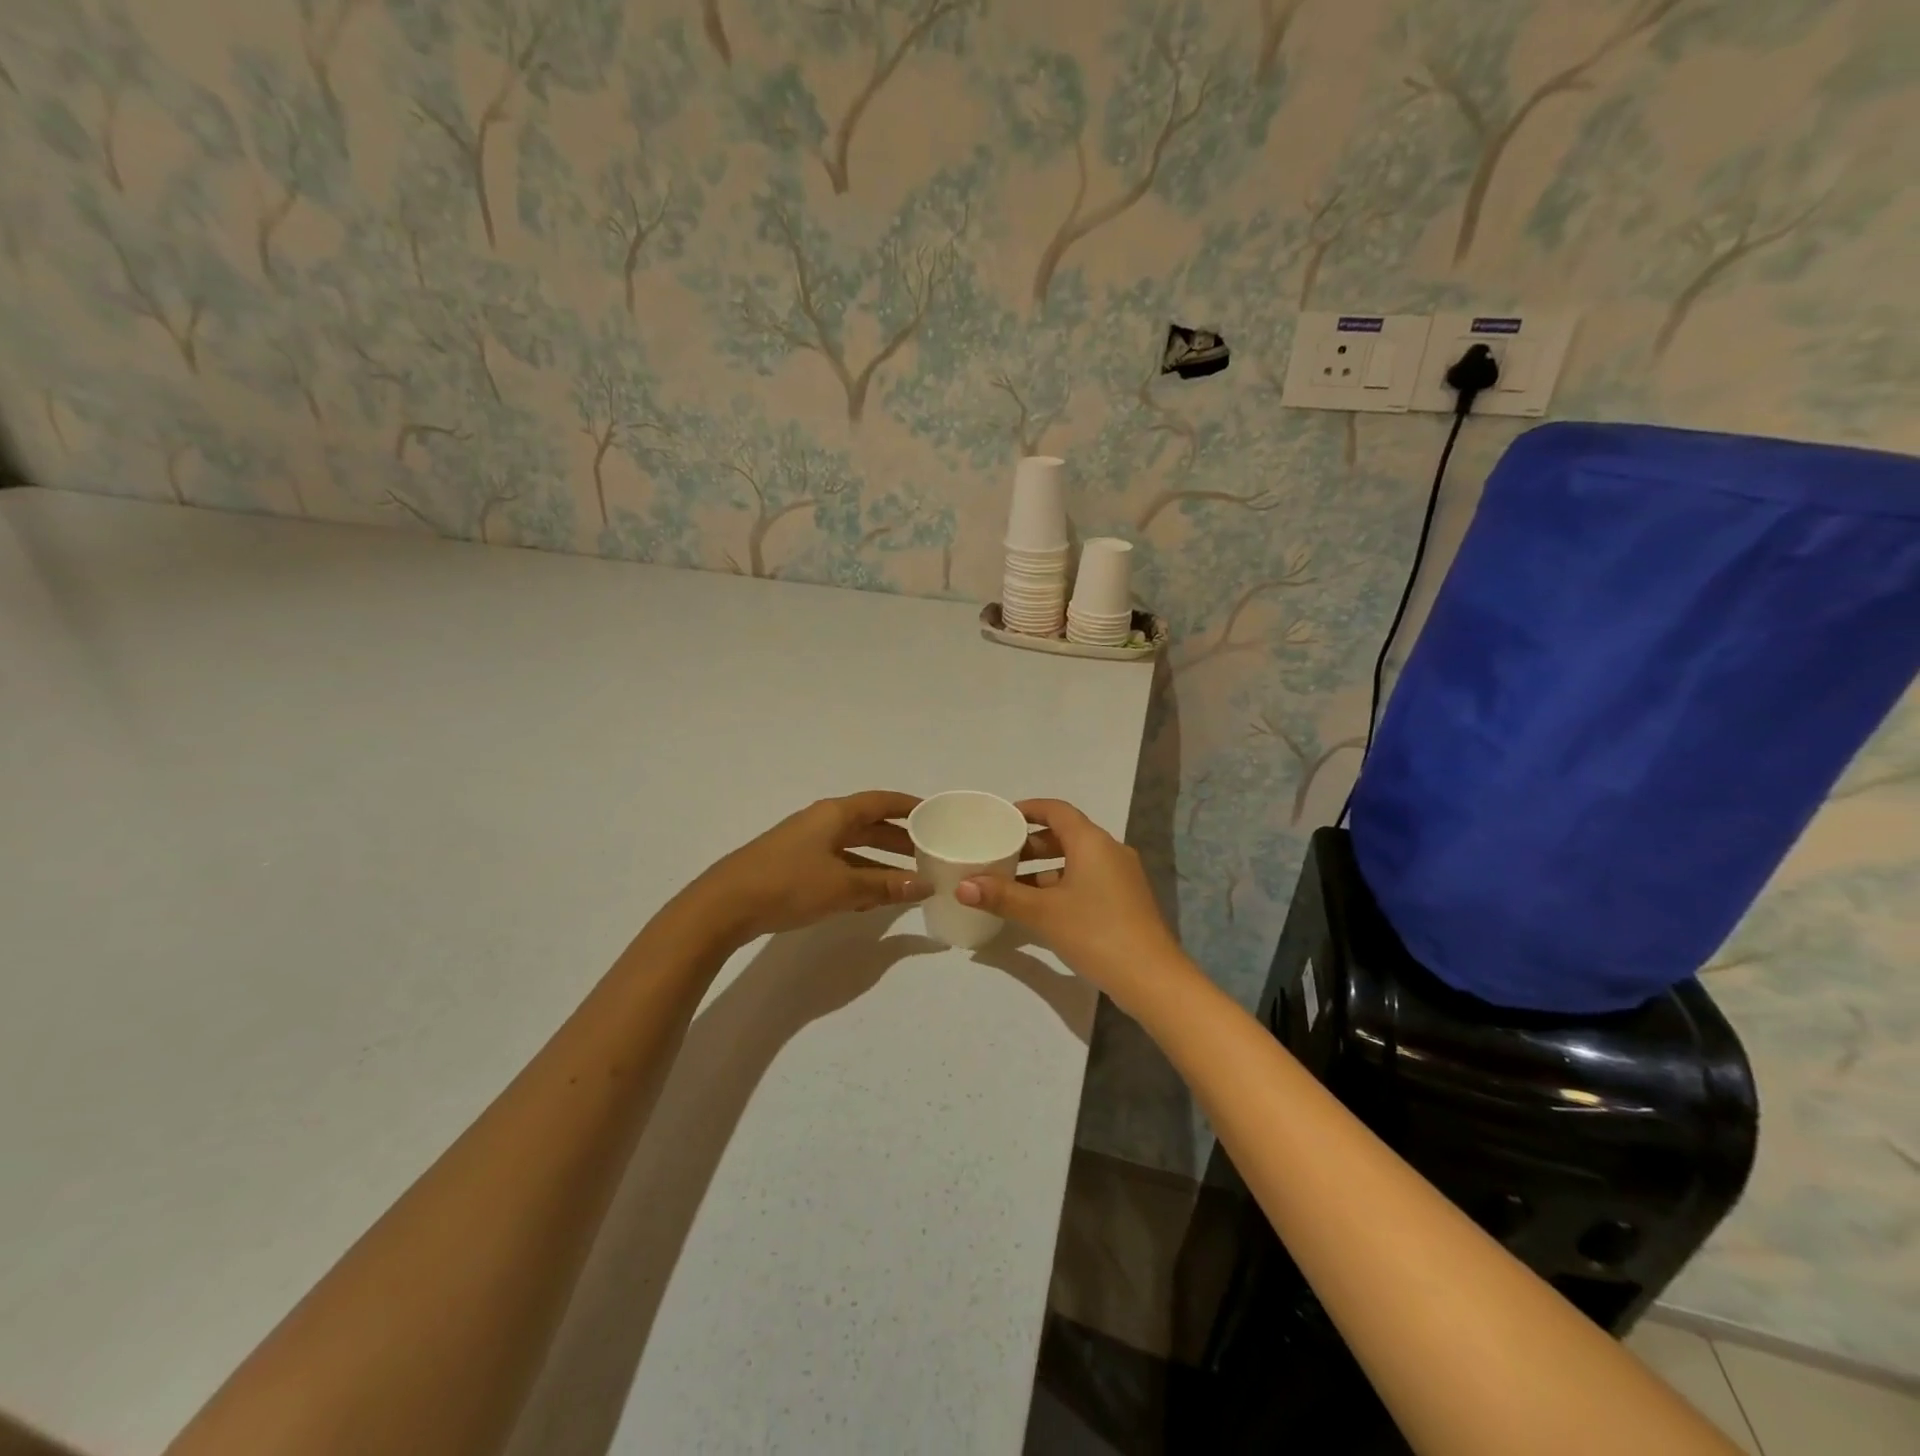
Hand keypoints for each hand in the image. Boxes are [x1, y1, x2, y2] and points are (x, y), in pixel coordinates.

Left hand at [688, 791, 931, 944]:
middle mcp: (822, 822)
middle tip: (930, 853)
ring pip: (854, 847)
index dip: (910, 807)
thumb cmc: (788, 885)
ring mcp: (806, 844)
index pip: (882, 802)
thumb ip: (886, 886)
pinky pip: (838, 865)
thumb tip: (926, 884)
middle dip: (900, 839)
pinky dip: (858, 876)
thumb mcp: (843, 886)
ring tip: (908, 880)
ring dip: (880, 862)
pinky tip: (871, 899)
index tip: (937, 815)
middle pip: (870, 825)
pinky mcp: (795, 866)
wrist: (724, 905)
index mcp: (835, 814)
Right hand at [956, 799, 1190, 1011]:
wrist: (1151, 977)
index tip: (1001, 817)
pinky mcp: (1125, 900)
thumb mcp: (1042, 913)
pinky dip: (1061, 883)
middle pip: (1066, 834)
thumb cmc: (1095, 932)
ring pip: (1076, 859)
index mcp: (1092, 842)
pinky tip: (1040, 906)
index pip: (1057, 810)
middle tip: (1000, 852)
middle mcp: (1109, 850)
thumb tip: (962, 887)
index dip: (1029, 809)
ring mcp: (1121, 876)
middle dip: (1031, 843)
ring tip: (1011, 882)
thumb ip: (1002, 896)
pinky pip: (1087, 878)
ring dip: (1045, 867)